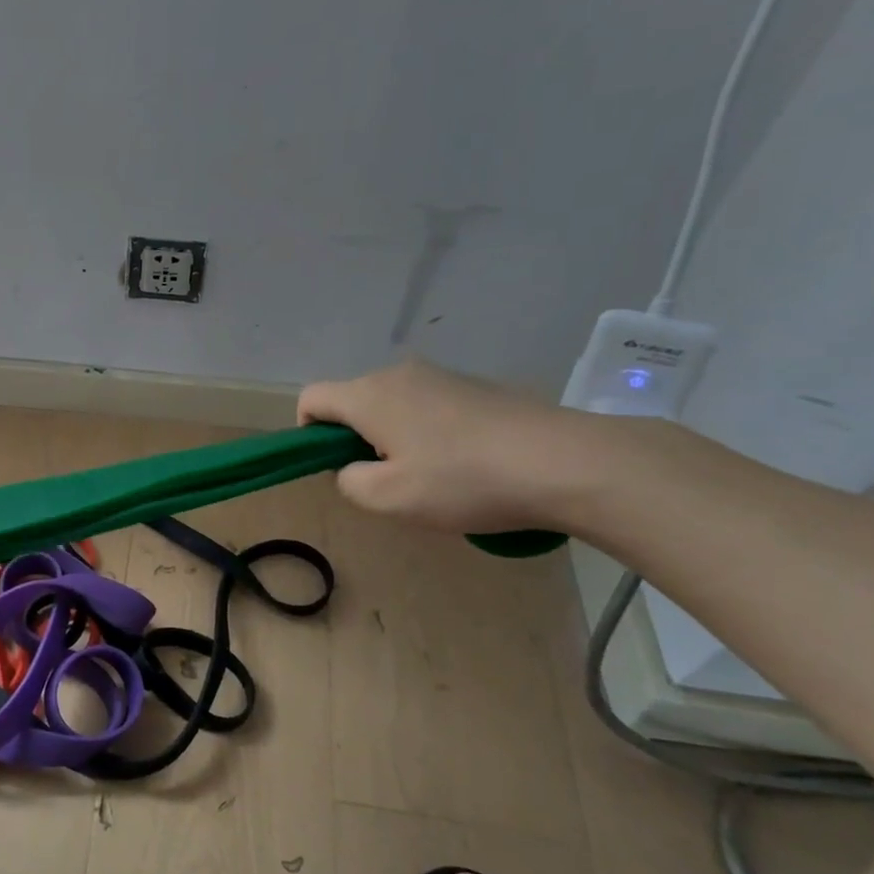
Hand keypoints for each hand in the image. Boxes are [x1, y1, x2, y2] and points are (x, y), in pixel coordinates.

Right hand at [298, 361, 585, 532]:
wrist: (566, 462)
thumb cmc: (464, 481)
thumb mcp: (390, 499)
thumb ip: (349, 482)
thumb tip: (351, 468)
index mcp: (369, 395)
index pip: (312, 398)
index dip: (307, 432)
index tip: (333, 466)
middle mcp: (399, 374)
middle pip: (353, 401)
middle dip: (354, 439)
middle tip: (387, 481)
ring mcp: (442, 376)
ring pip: (392, 404)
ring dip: (393, 437)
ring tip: (430, 477)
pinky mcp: (476, 387)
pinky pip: (429, 406)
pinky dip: (428, 432)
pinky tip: (465, 464)